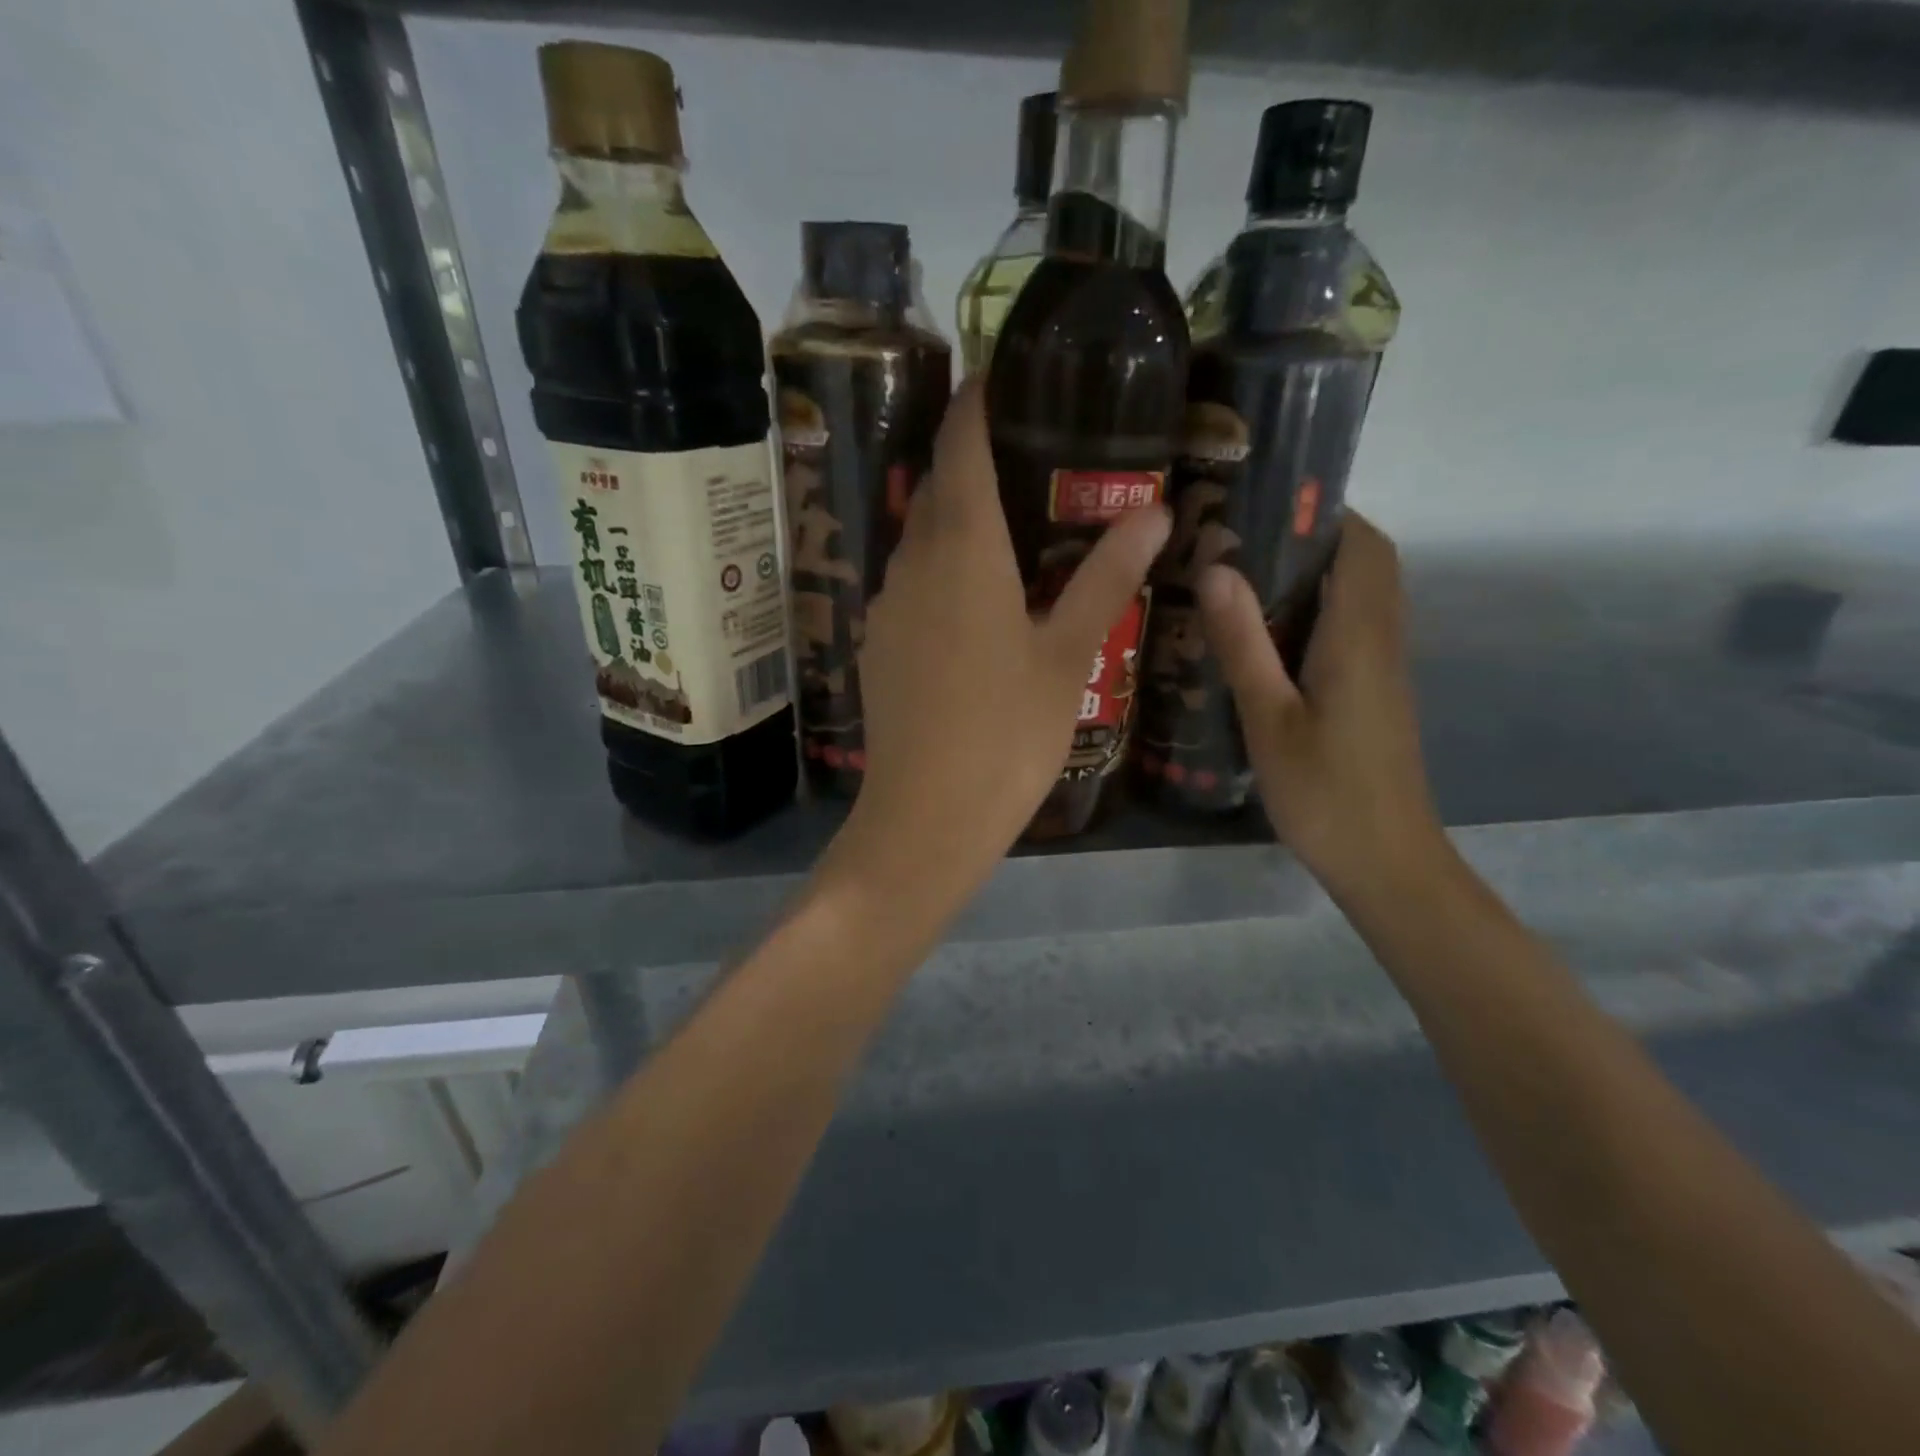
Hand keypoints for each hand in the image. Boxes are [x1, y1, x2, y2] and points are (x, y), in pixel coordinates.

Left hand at [826, 377, 1169, 905]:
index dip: (974, 402)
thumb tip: (1154, 512)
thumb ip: (1105, 578)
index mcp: (963, 551)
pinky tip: (974, 599)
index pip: (960, 446)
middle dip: (972, 460)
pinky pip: (910, 584)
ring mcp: (887, 606)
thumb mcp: (1068, 656)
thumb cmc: (1007, 734)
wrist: (926, 818)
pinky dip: (940, 569)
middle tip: (1027, 455)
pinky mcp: (878, 644)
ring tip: (1009, 525)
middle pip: (937, 489)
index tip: (998, 375)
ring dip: (956, 519)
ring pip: (920, 538)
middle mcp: (913, 564)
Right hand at [1196, 513, 1445, 900]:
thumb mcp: (1269, 719)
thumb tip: (1217, 568)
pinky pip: (1350, 630)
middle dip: (1312, 539)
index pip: (1362, 546)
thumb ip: (1244, 644)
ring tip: (1241, 578)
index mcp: (1358, 637)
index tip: (1266, 503)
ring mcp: (1381, 670)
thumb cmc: (1324, 793)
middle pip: (1365, 565)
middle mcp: (1380, 641)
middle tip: (1240, 541)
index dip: (1325, 513)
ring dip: (1313, 576)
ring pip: (1358, 597)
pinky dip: (1314, 613)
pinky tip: (1263, 637)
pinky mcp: (1373, 694)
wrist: (1384, 861)